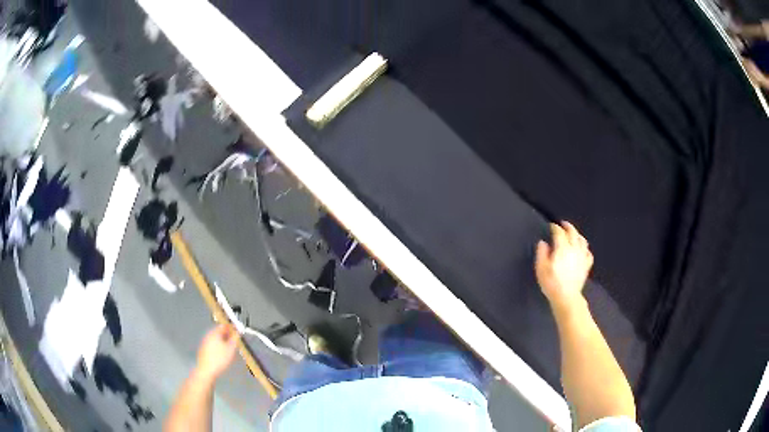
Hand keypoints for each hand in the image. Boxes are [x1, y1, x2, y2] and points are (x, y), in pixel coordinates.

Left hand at [195, 324, 239, 381]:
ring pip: (216, 338)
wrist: (206, 370)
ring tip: (230, 348)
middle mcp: (208, 335)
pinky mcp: (203, 350)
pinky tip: (222, 353)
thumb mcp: (230, 349)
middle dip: (227, 335)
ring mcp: (204, 342)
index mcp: (214, 333)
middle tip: (235, 340)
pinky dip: (218, 345)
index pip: (223, 326)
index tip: (238, 330)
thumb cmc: (219, 359)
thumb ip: (235, 339)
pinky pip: (212, 344)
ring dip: (223, 341)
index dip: (232, 327)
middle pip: (219, 332)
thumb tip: (237, 332)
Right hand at [535, 222, 592, 311]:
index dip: (555, 227)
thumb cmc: (551, 283)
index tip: (551, 226)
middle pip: (573, 232)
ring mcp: (582, 257)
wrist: (566, 297)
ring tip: (573, 234)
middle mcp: (574, 249)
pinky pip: (588, 253)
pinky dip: (585, 249)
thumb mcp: (541, 268)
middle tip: (563, 224)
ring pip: (582, 240)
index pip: (559, 232)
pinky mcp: (586, 266)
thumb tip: (543, 243)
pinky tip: (583, 250)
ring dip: (577, 235)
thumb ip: (541, 253)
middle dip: (568, 227)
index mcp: (562, 247)